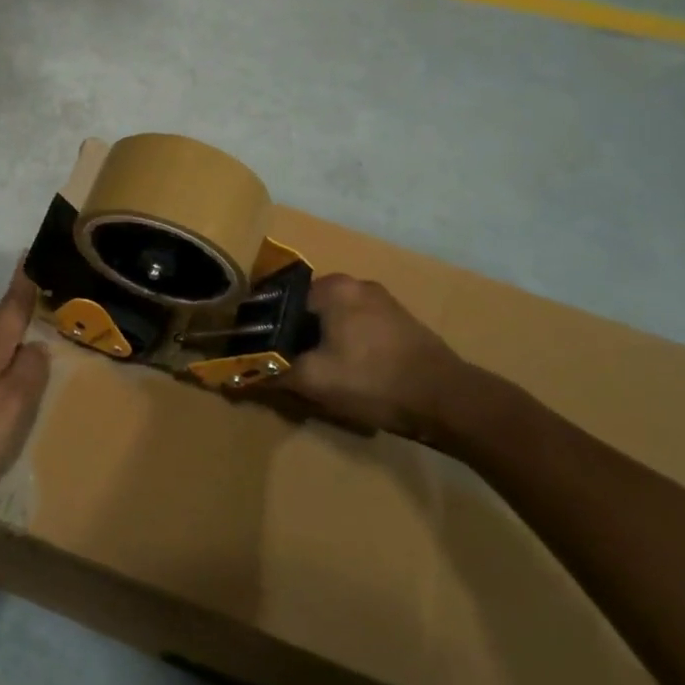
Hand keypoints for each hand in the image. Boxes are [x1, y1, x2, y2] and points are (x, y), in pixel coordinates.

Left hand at [0, 268, 50, 503]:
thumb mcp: (9, 407)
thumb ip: (28, 373)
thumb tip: (38, 345)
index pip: (10, 306)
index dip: (23, 283)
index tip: (29, 254)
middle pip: (0, 324)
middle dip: (22, 311)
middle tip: (51, 303)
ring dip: (11, 340)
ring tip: (35, 343)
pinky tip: (4, 379)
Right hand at [276, 274, 473, 441]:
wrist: (448, 400)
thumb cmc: (373, 380)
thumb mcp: (314, 380)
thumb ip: (272, 373)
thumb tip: (236, 375)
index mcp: (332, 287)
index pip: (282, 300)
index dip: (266, 328)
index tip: (260, 352)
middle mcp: (357, 284)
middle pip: (309, 310)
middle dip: (296, 337)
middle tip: (288, 367)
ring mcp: (384, 301)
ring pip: (336, 320)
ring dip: (323, 342)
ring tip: (318, 373)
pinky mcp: (402, 321)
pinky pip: (359, 328)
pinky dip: (348, 345)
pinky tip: (350, 372)